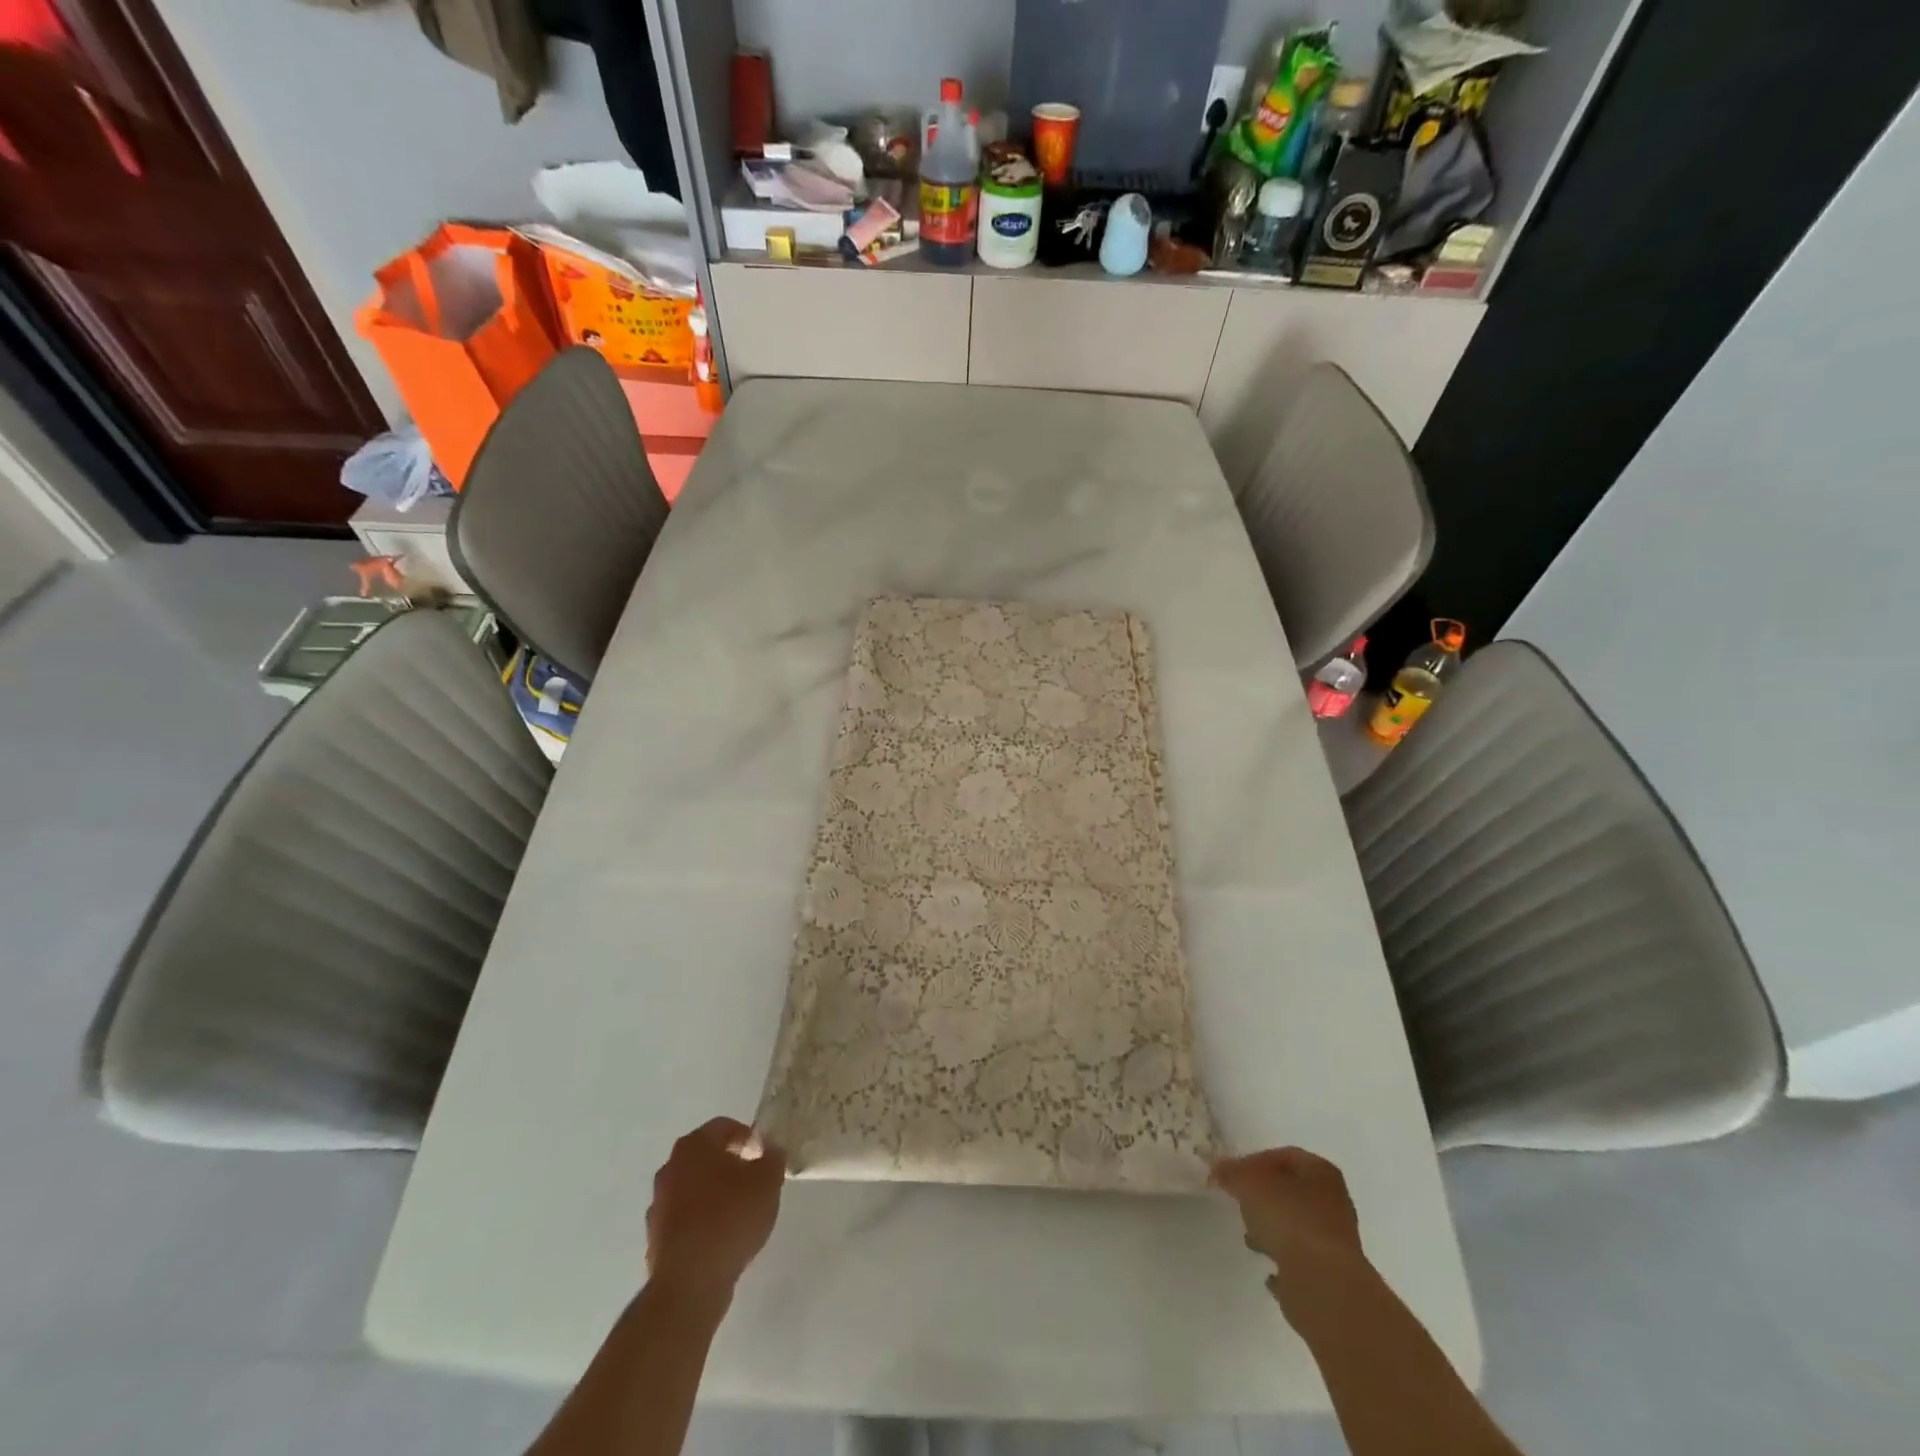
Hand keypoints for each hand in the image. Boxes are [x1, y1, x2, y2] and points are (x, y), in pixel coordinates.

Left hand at [645, 1117, 786, 1304]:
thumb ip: (773, 1159)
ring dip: (714, 1193)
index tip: (763, 1156)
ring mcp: (658, 1204)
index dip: (747, 1137)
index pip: (724, 1127)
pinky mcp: (655, 1237)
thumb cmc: (730, 1218)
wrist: (689, 1283)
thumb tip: (770, 1151)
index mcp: (694, 1146)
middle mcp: (670, 1167)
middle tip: (754, 1182)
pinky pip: (685, 1218)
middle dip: (730, 1165)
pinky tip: (720, 1238)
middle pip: (706, 1156)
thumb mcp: (768, 1181)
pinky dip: (702, 1221)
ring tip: (739, 1213)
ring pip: (694, 1187)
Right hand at [1211, 1146, 1367, 1323]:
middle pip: (1292, 1191)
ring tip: (1249, 1238)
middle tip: (1240, 1203)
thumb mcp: (1248, 1183)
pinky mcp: (1332, 1276)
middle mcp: (1335, 1202)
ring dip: (1273, 1229)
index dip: (1254, 1161)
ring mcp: (1336, 1241)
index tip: (1233, 1175)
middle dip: (1264, 1196)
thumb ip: (1232, 1172)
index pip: (1284, 1155)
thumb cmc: (1288, 1218)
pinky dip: (1286, 1261)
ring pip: (1297, 1226)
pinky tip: (1268, 1271)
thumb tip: (1219, 1169)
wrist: (1323, 1284)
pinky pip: (1303, 1261)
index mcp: (1321, 1172)